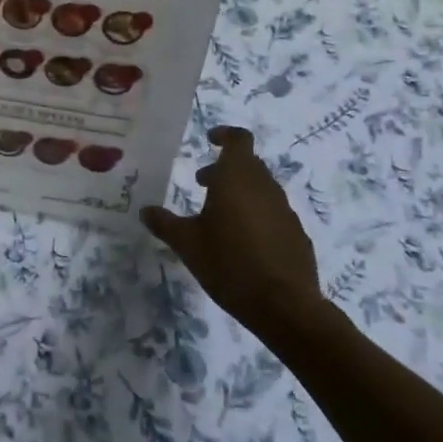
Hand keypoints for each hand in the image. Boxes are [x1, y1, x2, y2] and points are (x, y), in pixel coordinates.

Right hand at [141, 126, 328, 341]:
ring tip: (218, 216)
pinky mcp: (297, 235)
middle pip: (247, 164)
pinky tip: (243, 243)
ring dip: (240, 193)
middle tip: (201, 184)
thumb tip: (145, 211)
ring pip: (261, 189)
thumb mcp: (187, 244)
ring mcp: (285, 211)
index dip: (224, 135)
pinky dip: (256, 216)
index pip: (238, 139)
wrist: (285, 307)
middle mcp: (265, 187)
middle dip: (224, 170)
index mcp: (237, 178)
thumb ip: (165, 223)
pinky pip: (273, 214)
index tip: (209, 140)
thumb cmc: (229, 264)